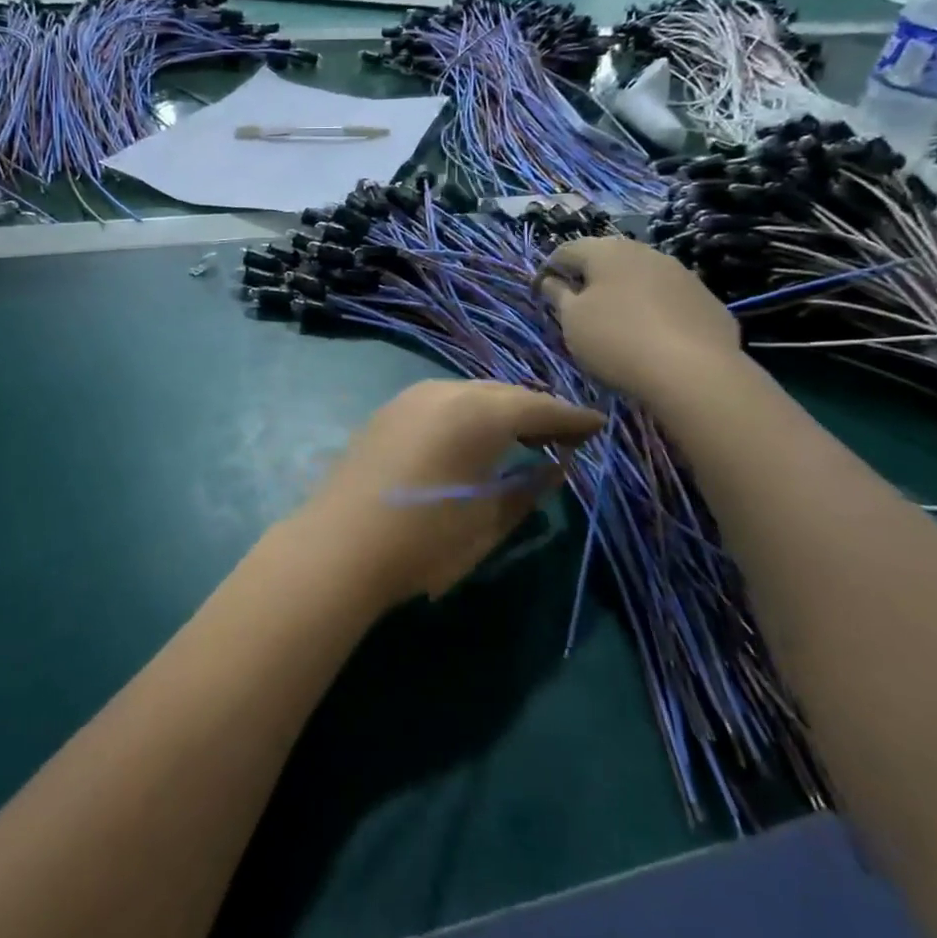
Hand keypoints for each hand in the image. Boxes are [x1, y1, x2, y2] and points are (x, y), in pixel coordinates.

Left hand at [290, 380, 603, 609]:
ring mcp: (411, 398)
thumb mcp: (489, 521)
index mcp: (479, 413)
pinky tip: (474, 438)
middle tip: (564, 436)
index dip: (572, 418)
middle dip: (537, 412)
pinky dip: (468, 414)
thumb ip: (528, 489)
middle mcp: (445, 392)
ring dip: (500, 411)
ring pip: (471, 394)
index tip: (599, 427)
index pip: (540, 407)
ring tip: (523, 437)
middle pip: (505, 394)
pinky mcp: (387, 412)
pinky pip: (442, 402)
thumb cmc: (424, 540)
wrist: (338, 546)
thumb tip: (555, 467)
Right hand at [537, 238, 741, 402]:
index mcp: (607, 251)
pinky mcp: (706, 300)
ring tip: (616, 324)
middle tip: (578, 309)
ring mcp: (682, 274)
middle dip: (589, 279)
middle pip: (607, 260)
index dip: (549, 270)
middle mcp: (645, 252)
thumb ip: (558, 295)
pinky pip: (669, 299)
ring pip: (641, 277)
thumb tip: (550, 280)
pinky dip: (654, 310)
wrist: (694, 371)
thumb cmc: (616, 339)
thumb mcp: (572, 320)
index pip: (566, 250)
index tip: (542, 295)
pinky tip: (652, 337)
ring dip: (624, 293)